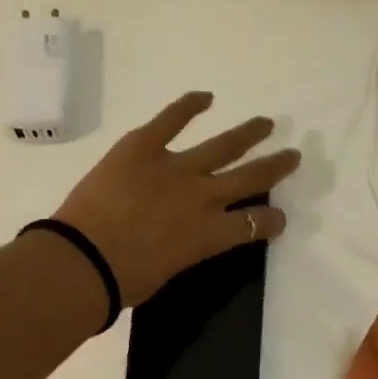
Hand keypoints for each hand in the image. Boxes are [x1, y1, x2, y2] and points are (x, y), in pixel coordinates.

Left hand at [53, 92, 299, 304]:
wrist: (85, 260)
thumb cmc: (124, 281)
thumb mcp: (168, 271)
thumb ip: (184, 250)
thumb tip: (179, 238)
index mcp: (209, 235)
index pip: (254, 224)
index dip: (270, 221)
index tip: (279, 218)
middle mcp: (202, 197)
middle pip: (250, 178)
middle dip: (275, 167)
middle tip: (292, 156)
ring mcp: (175, 167)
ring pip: (223, 146)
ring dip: (248, 134)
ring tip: (266, 124)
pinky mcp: (143, 146)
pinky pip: (170, 119)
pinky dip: (188, 106)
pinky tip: (205, 97)